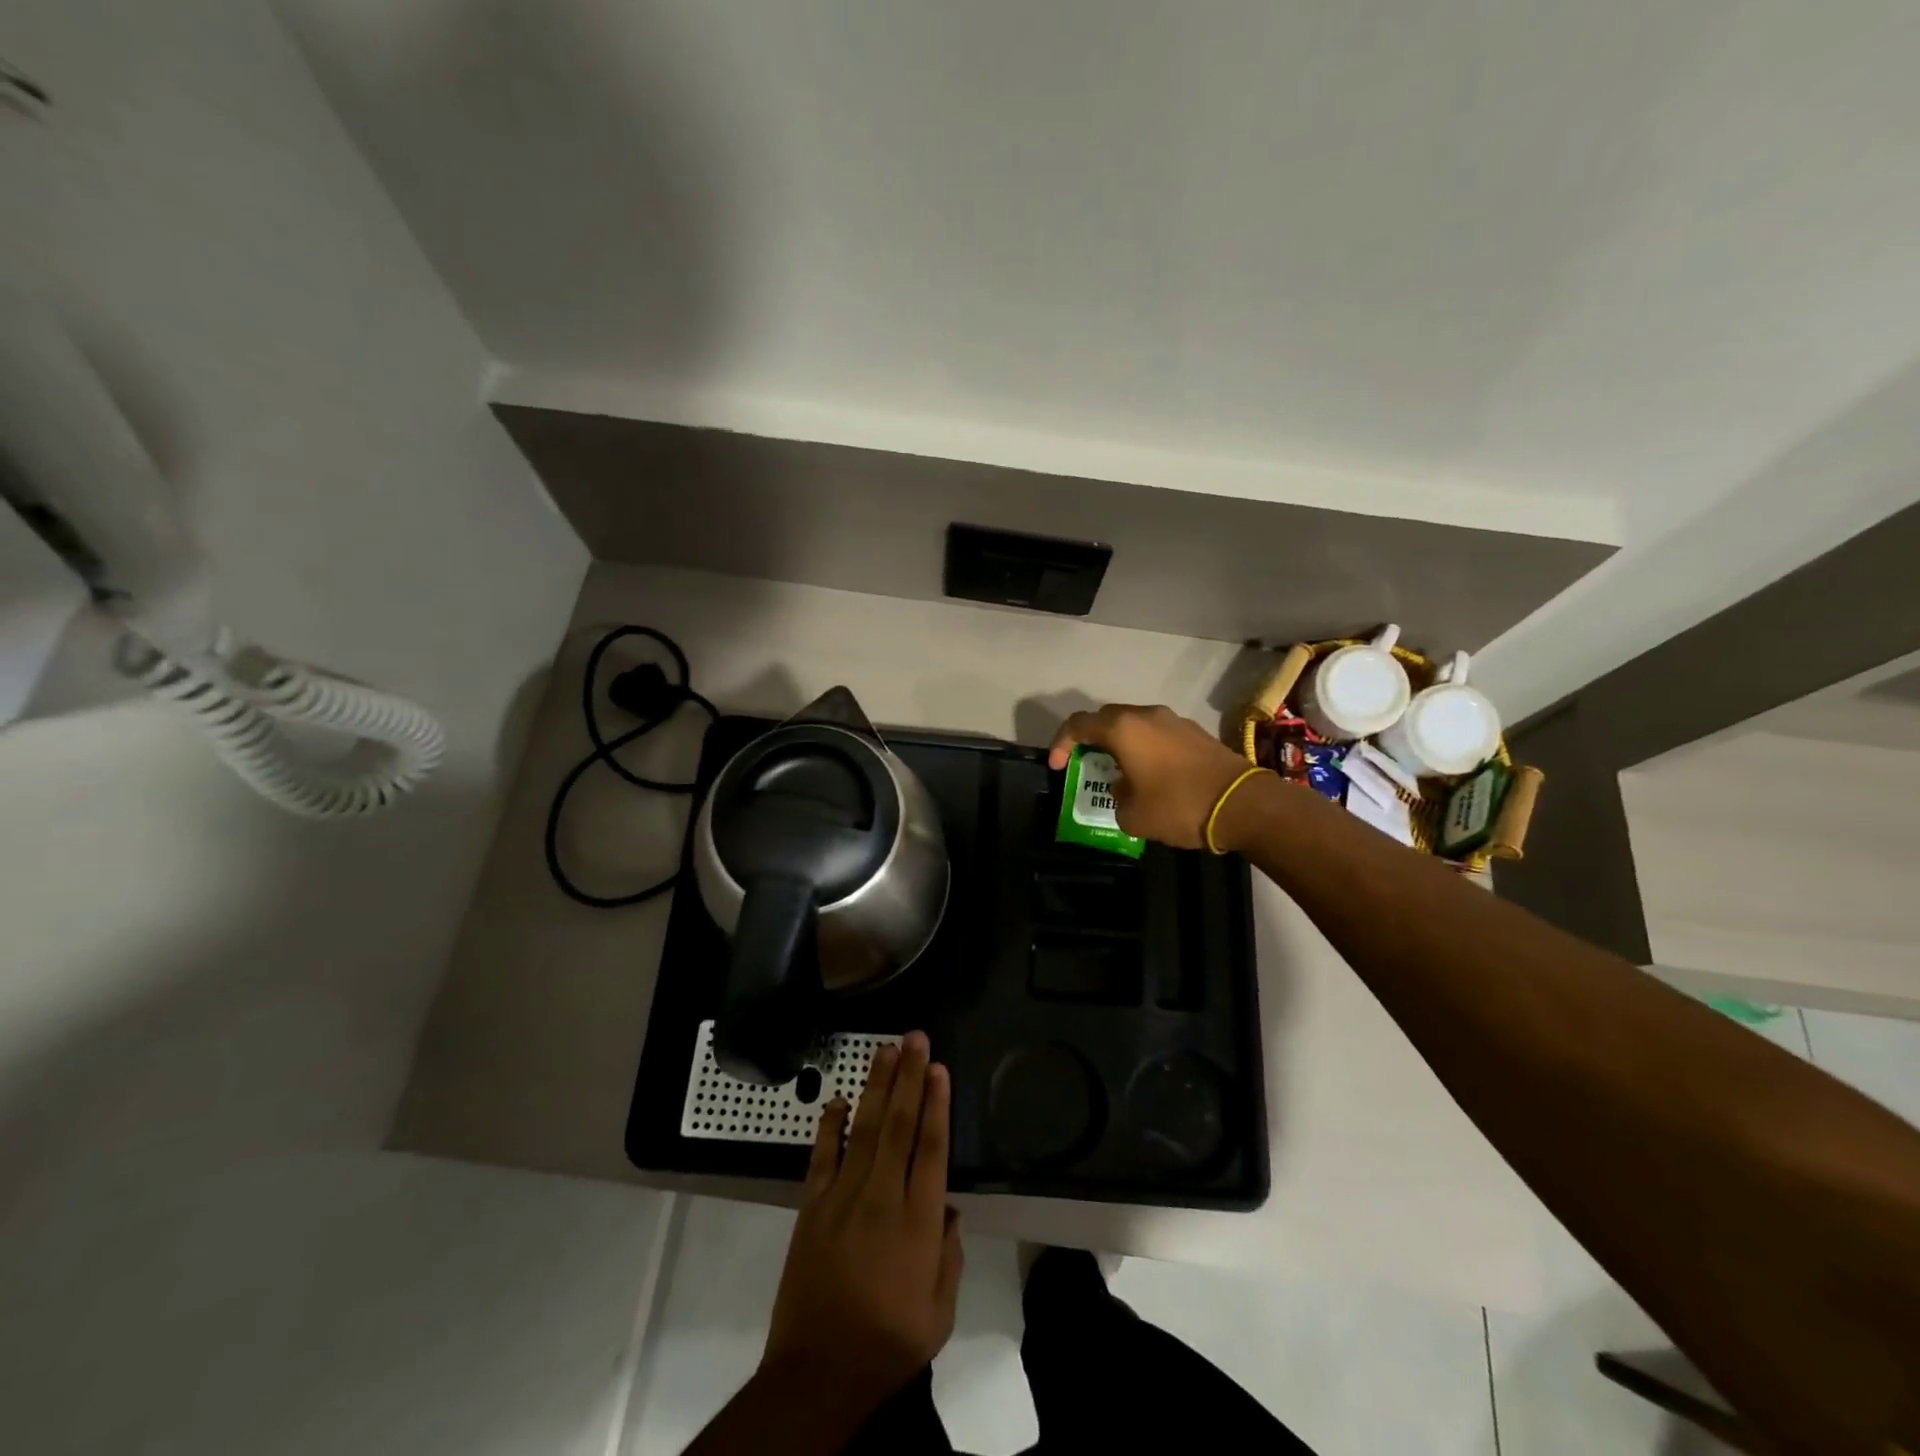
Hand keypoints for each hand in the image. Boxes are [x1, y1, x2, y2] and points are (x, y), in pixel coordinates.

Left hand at [761, 1031, 962, 1410]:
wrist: (818, 1373)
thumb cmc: (888, 1345)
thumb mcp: (939, 1313)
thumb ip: (949, 1256)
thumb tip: (948, 1208)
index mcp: (918, 1223)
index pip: (931, 1148)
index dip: (936, 1104)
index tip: (939, 1068)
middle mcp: (882, 1198)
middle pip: (898, 1125)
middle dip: (908, 1077)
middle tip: (915, 1038)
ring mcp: (843, 1198)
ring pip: (863, 1129)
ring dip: (876, 1086)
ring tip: (885, 1050)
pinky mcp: (812, 1207)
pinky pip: (822, 1156)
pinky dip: (829, 1125)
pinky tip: (839, 1099)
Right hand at [1049, 704, 1251, 849]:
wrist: (1243, 804)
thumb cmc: (1178, 806)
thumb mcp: (1132, 815)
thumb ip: (1117, 797)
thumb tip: (1124, 788)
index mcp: (1123, 729)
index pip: (1078, 724)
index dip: (1061, 743)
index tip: (1056, 766)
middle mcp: (1146, 715)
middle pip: (1106, 718)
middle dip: (1090, 739)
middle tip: (1085, 763)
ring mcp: (1174, 720)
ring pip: (1135, 725)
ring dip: (1120, 743)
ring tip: (1118, 772)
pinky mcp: (1195, 733)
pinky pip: (1158, 734)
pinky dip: (1145, 748)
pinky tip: (1150, 775)